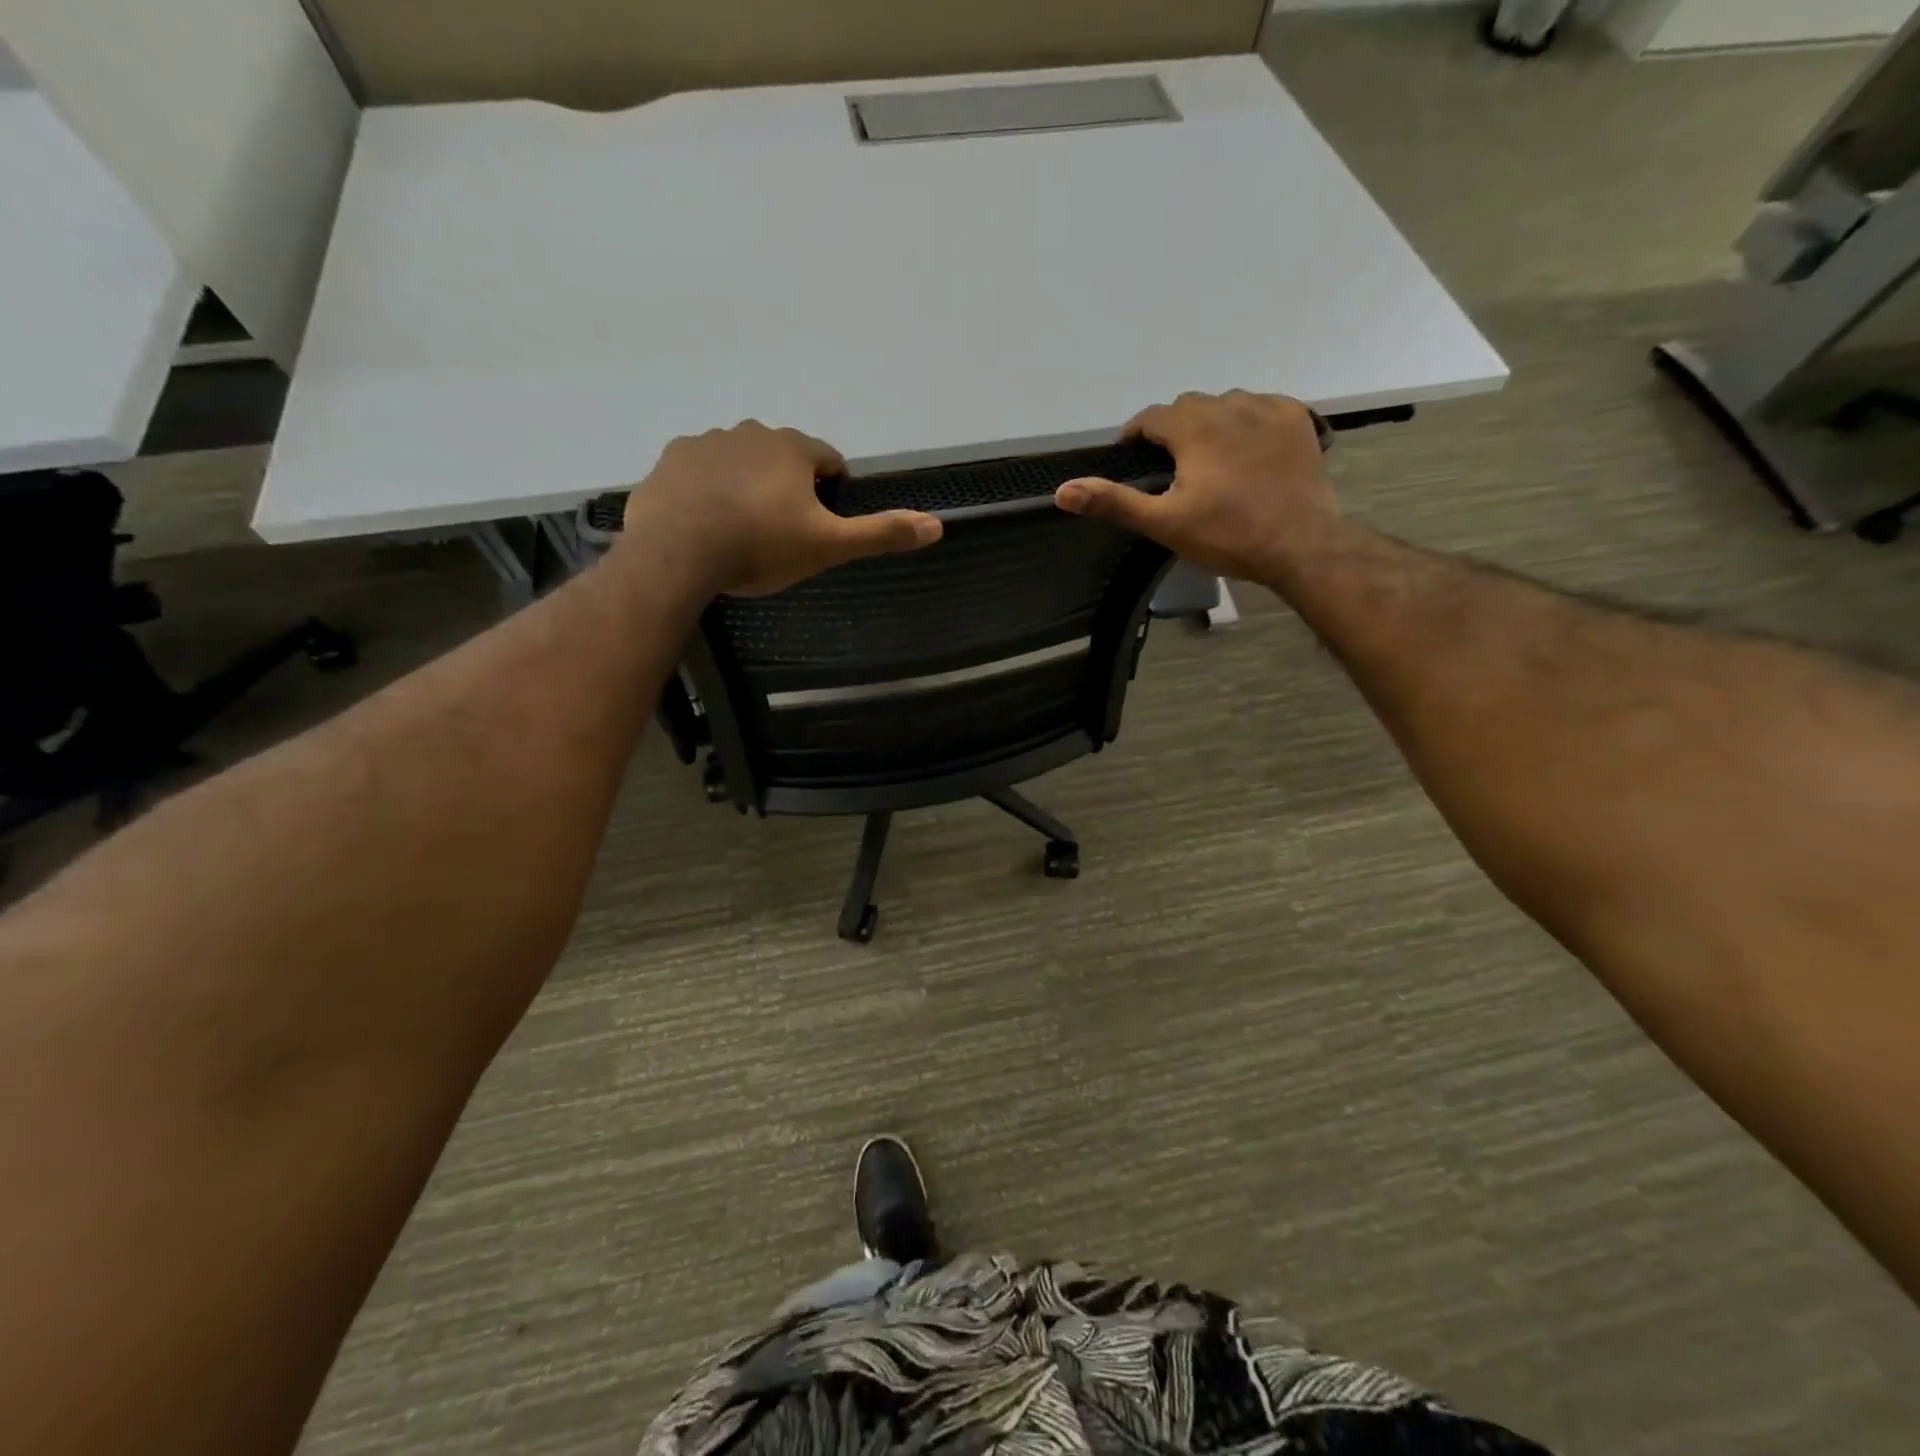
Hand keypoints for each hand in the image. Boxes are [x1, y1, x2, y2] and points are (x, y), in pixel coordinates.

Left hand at [617, 422, 942, 596]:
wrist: (678, 552)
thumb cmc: (762, 546)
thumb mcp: (829, 546)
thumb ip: (881, 533)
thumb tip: (937, 525)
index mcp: (793, 448)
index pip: (828, 458)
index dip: (831, 489)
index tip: (823, 520)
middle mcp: (751, 432)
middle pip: (782, 457)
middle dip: (787, 486)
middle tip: (781, 532)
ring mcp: (706, 442)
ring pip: (740, 461)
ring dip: (747, 485)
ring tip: (741, 529)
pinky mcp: (670, 460)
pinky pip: (700, 471)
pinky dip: (708, 489)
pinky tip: (705, 522)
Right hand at [1054, 391, 1340, 583]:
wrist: (1300, 544)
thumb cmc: (1227, 536)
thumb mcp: (1163, 524)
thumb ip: (1114, 502)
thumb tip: (1063, 490)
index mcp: (1194, 428)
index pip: (1151, 416)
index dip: (1135, 434)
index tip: (1131, 457)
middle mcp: (1229, 406)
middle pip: (1188, 406)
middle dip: (1172, 429)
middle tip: (1171, 466)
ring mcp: (1268, 409)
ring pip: (1225, 403)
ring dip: (1210, 422)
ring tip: (1209, 458)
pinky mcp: (1296, 420)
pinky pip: (1261, 406)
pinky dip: (1247, 421)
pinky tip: (1246, 449)